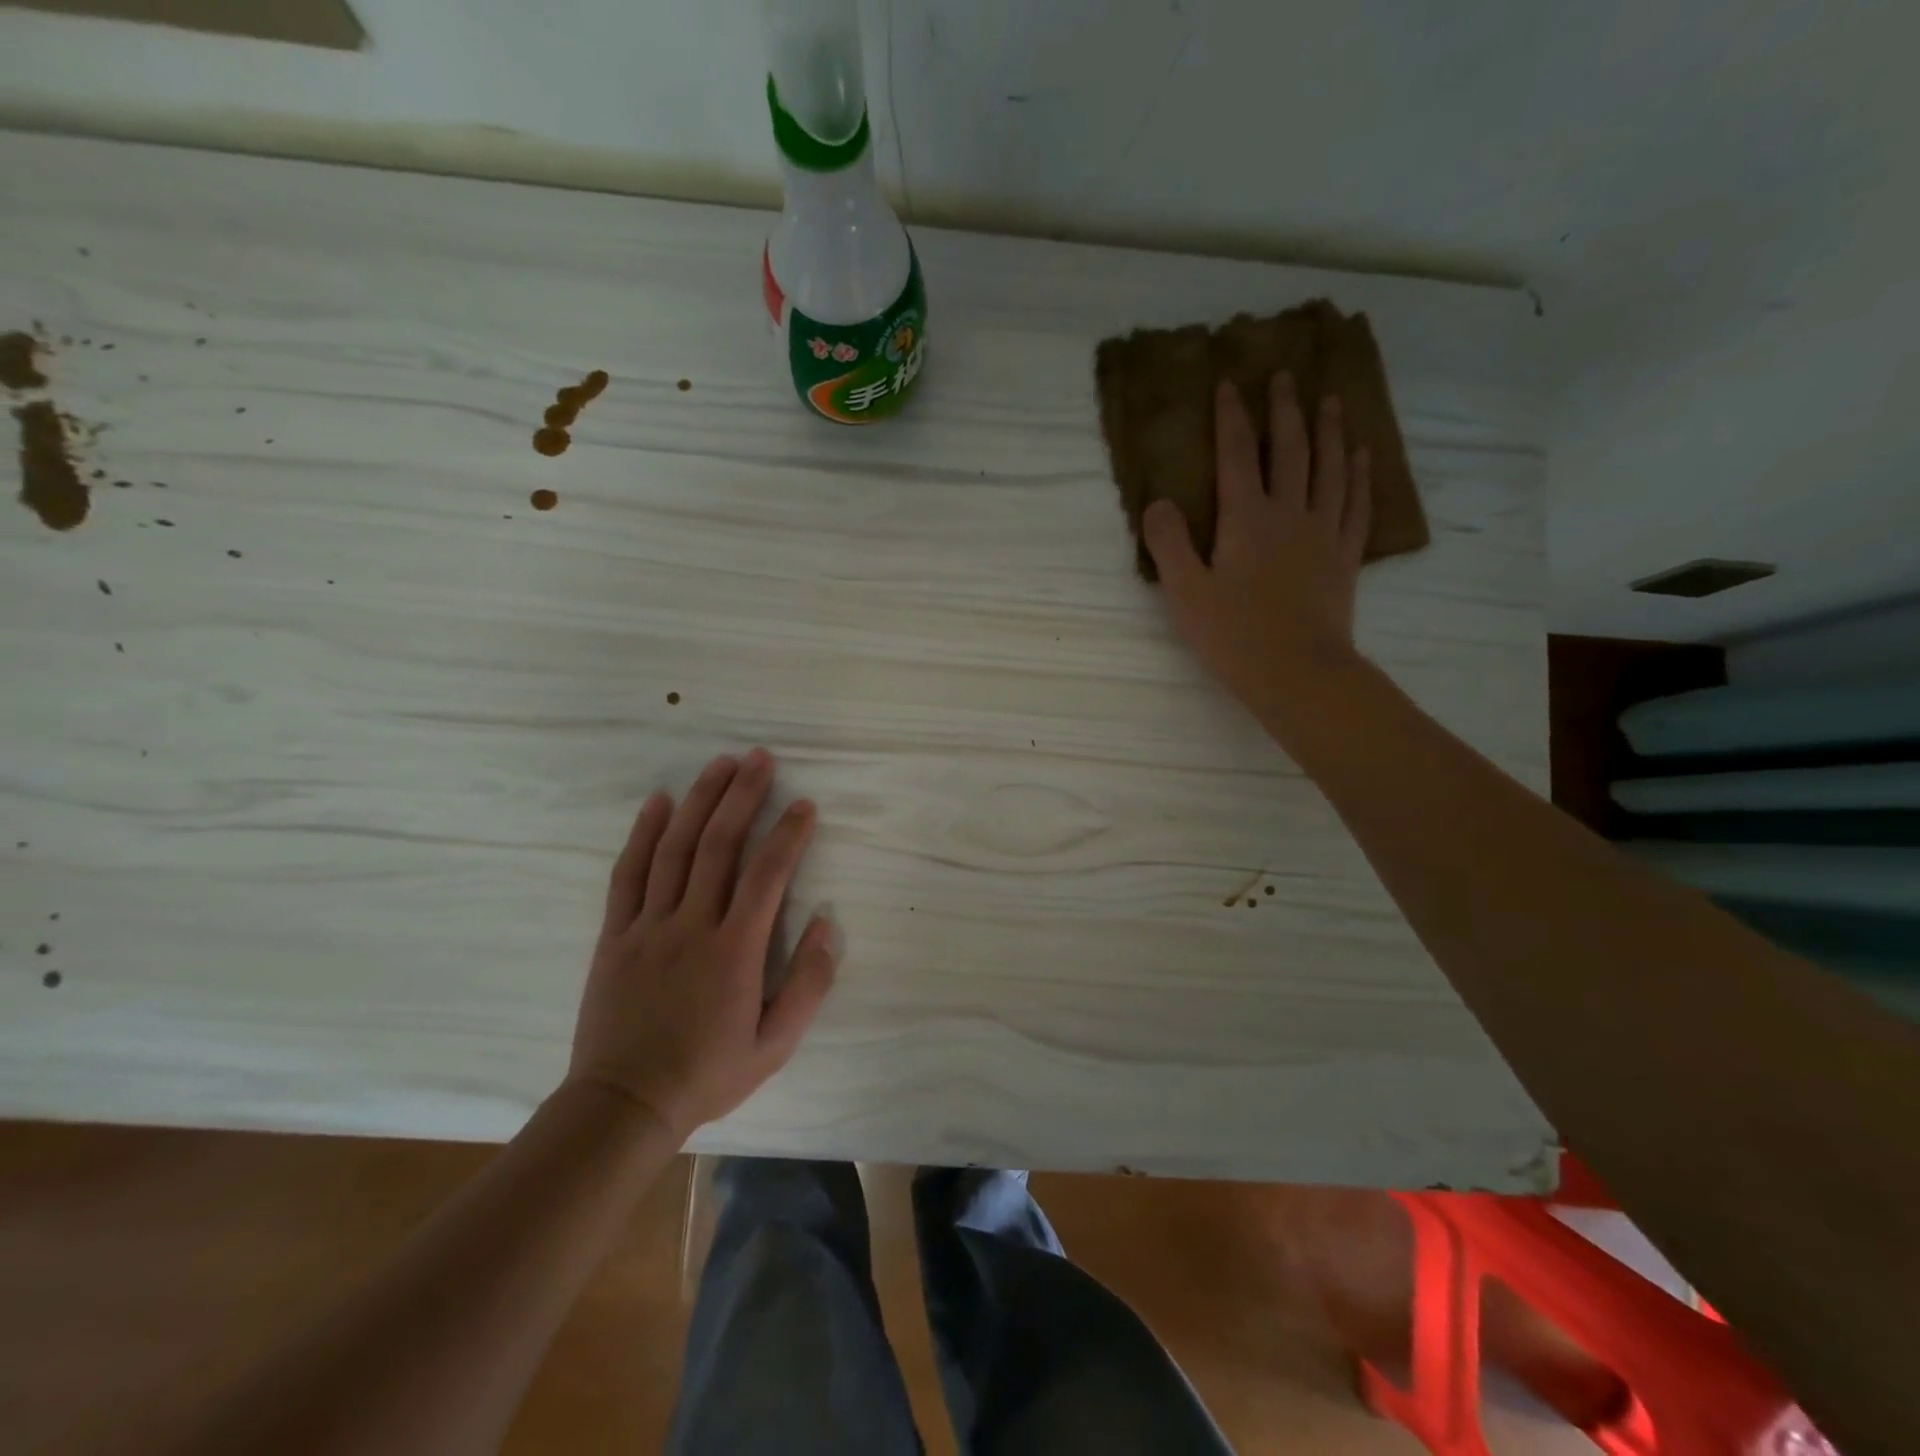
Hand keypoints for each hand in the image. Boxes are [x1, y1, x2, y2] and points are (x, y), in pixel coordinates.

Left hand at [566, 749, 836, 1140]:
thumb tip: (826, 925)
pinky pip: (628, 874)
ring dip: (699, 800)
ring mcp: (649, 925)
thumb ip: (808, 984)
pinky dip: (643, 833)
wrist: (624, 1105)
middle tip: (761, 758)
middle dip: (743, 795)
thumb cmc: (707, 1073)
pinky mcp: (615, 934)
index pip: (768, 874)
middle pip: (720, 844)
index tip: (805, 804)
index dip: (789, 833)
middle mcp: (693, 925)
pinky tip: (658, 802)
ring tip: (720, 764)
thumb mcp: (775, 1044)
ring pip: (675, 848)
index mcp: (735, 950)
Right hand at [1142, 374, 1370, 725]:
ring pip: (1329, 468)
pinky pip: (1356, 503)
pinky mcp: (1344, 556)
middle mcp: (1289, 514)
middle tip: (1285, 376)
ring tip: (1329, 401)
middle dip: (1284, 410)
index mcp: (1247, 519)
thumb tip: (1158, 503)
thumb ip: (1169, 544)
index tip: (1229, 384)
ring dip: (1328, 431)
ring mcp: (1323, 533)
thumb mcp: (1186, 593)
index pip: (1238, 455)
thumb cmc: (1235, 636)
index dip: (1232, 417)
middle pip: (1290, 450)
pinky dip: (1358, 475)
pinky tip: (1360, 457)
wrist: (1299, 672)